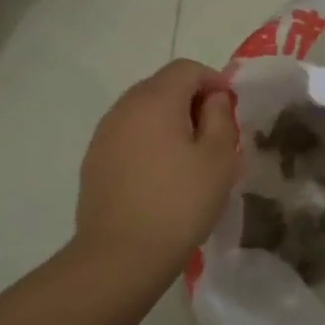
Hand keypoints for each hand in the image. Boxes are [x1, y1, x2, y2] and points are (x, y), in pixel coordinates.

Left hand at [74, 59, 238, 279]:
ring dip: (168, 122)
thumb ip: (221, 117)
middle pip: (162, 86)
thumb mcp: (219, 158)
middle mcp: (124, 107)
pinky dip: (148, 142)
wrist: (121, 255)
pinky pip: (128, 135)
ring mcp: (104, 134)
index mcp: (156, 99)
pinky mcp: (94, 161)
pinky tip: (160, 176)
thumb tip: (213, 98)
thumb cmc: (180, 203)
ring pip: (143, 111)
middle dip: (191, 101)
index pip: (187, 69)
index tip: (230, 111)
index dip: (213, 81)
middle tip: (213, 135)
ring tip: (188, 158)